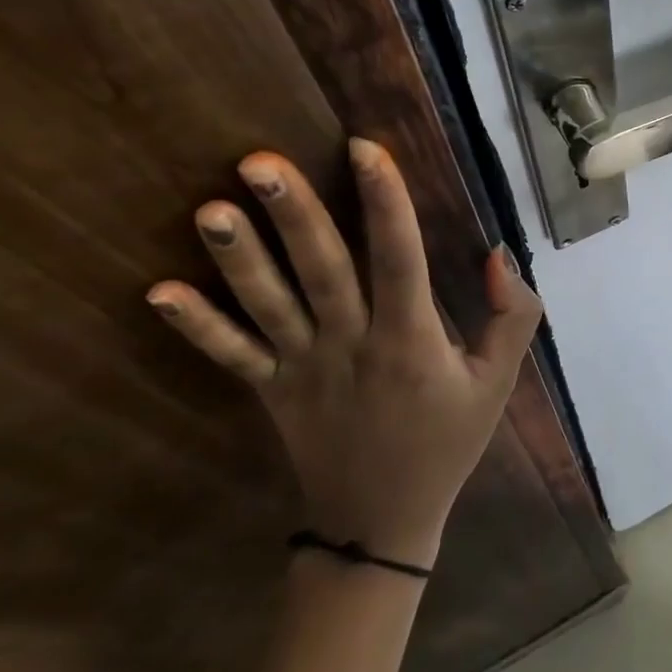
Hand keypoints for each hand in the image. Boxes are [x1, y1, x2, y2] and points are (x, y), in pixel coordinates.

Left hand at [146, 140, 542, 568]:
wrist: (381, 523)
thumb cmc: (446, 442)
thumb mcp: (498, 383)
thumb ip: (513, 317)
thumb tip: (497, 253)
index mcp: (410, 341)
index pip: (401, 260)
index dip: (386, 203)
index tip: (364, 148)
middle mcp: (351, 346)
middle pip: (322, 271)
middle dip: (294, 214)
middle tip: (258, 162)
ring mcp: (303, 369)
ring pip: (269, 306)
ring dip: (238, 258)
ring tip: (209, 209)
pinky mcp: (272, 390)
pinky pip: (231, 356)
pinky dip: (196, 326)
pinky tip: (158, 292)